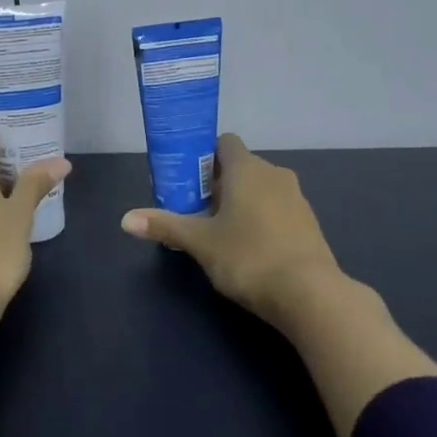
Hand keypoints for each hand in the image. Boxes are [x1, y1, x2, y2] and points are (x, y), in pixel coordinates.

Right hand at [121, 134, 343, 328]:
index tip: (188, 179)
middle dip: (218, 184)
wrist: (310, 294)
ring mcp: (296, 198)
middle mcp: (273, 174)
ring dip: (242, 202)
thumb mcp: (201, 242)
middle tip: (197, 211)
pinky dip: (263, 219)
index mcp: (246, 168)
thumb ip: (165, 226)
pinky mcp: (309, 223)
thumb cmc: (249, 257)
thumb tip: (125, 219)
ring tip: (222, 233)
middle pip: (240, 167)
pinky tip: (251, 250)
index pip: (224, 142)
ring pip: (261, 189)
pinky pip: (278, 209)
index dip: (204, 156)